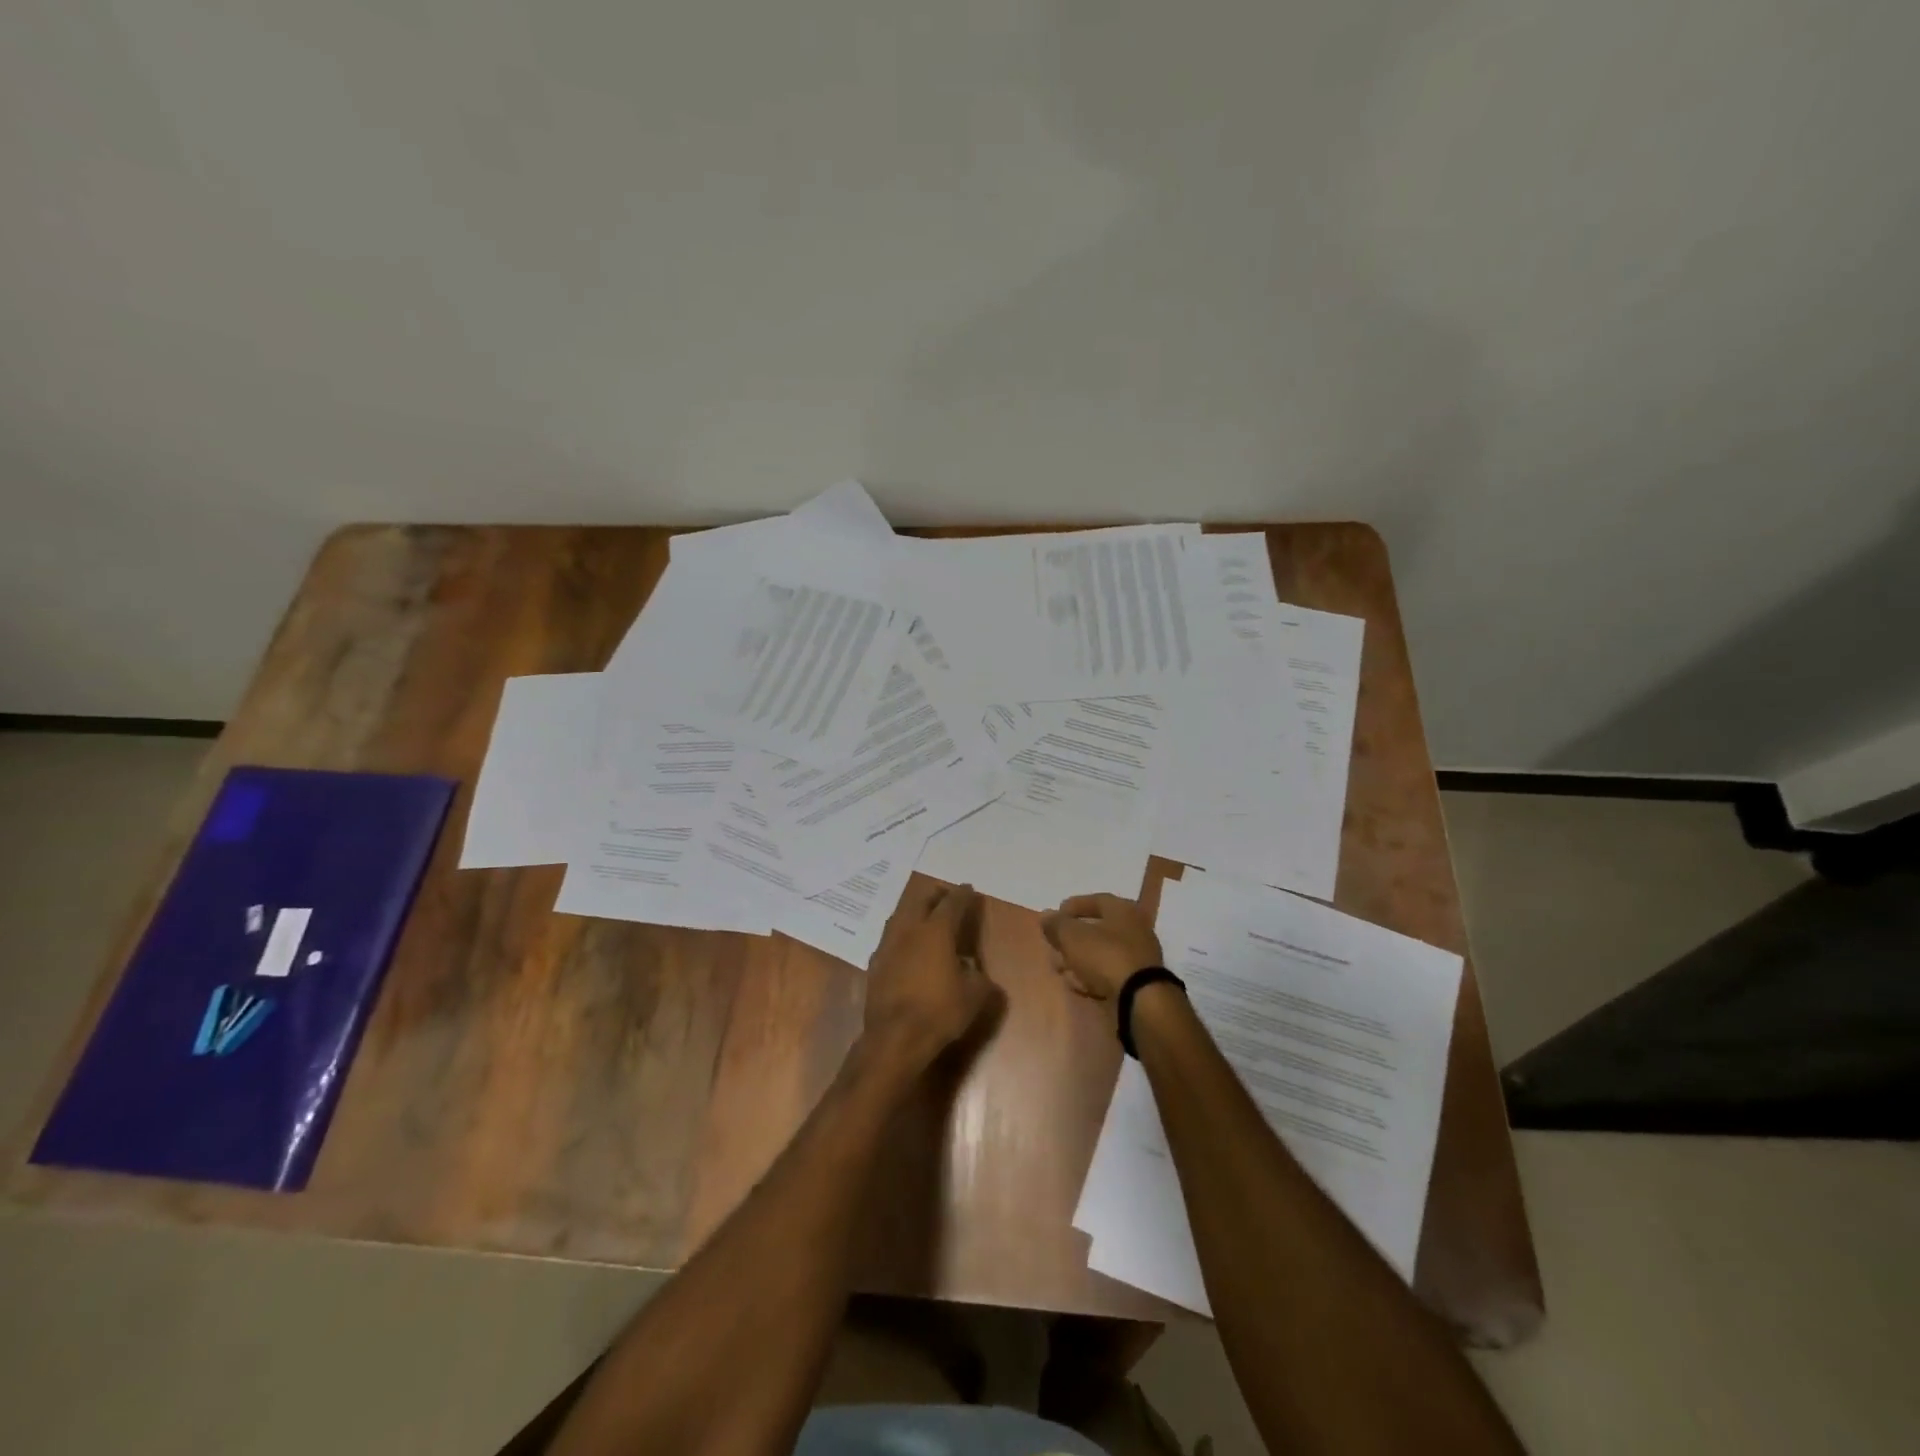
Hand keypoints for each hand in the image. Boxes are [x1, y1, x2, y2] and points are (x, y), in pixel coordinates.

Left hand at [862, 879, 997, 1073]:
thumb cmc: (939, 1012)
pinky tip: (906, 943)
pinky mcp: (875, 963)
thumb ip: (978, 976)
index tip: (968, 889)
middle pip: (921, 900)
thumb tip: (972, 969)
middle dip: (935, 894)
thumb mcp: (974, 996)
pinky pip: (890, 937)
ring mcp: (888, 945)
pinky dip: (901, 932)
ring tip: (924, 913)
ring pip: (901, 914)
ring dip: (914, 909)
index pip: (952, 903)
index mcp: (936, 931)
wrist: (895, 1038)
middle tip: (945, 895)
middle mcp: (910, 930)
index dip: (962, 894)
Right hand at [1040, 893, 1163, 1007]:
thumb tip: (1046, 915)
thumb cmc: (1105, 957)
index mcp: (1124, 910)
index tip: (1054, 916)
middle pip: (1097, 929)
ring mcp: (1138, 957)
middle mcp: (1135, 929)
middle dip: (1072, 939)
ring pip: (1101, 954)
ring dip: (1079, 960)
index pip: (1096, 900)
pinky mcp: (1137, 982)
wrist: (1139, 1000)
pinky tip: (1077, 985)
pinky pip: (1109, 974)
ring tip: (1061, 970)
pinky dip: (1092, 976)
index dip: (1073, 906)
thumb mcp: (1073, 936)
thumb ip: (1057, 925)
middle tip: (1054, 947)